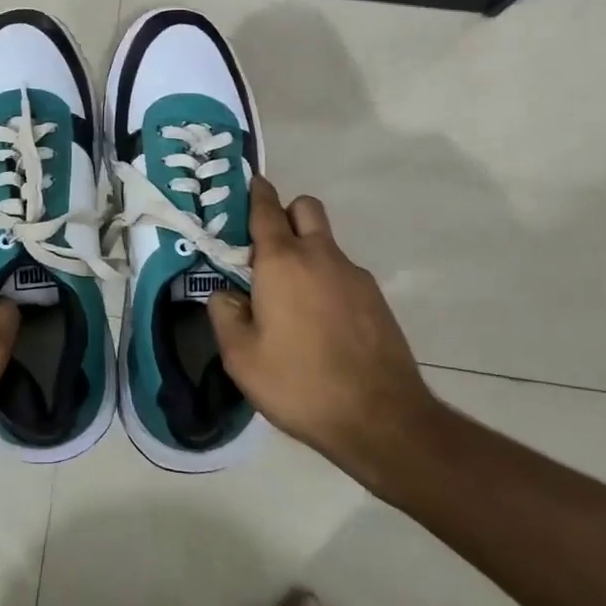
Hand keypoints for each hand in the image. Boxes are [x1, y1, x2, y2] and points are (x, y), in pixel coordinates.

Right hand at [207, 177, 441, 489]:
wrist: (382, 420)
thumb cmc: (300, 383)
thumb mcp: (241, 357)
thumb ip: (224, 314)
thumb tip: (226, 294)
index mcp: (282, 261)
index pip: (266, 208)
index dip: (254, 192)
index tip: (246, 186)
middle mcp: (320, 256)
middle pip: (305, 208)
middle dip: (286, 214)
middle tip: (266, 250)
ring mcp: (354, 275)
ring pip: (325, 243)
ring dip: (307, 253)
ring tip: (291, 301)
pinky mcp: (376, 299)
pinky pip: (343, 274)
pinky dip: (327, 282)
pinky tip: (321, 325)